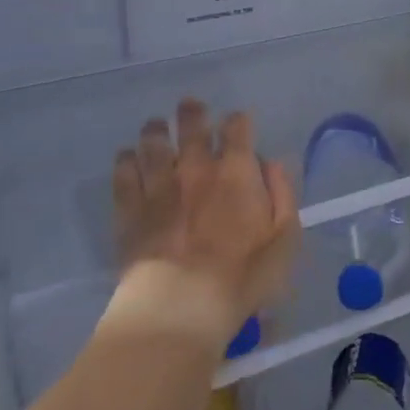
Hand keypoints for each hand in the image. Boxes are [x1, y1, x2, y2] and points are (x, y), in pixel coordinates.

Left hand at [107, 98, 298, 350]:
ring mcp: (158, 186)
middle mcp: (195, 168)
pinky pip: (124, 174)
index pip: (237, 129)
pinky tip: (127, 158)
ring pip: (154, 144)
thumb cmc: (243, 275)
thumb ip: (282, 194)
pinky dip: (126, 161)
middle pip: (191, 127)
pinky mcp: (130, 208)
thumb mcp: (285, 239)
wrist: (181, 303)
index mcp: (236, 172)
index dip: (239, 120)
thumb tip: (271, 163)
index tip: (239, 122)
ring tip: (156, 126)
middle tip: (190, 105)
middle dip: (192, 113)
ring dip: (156, 130)